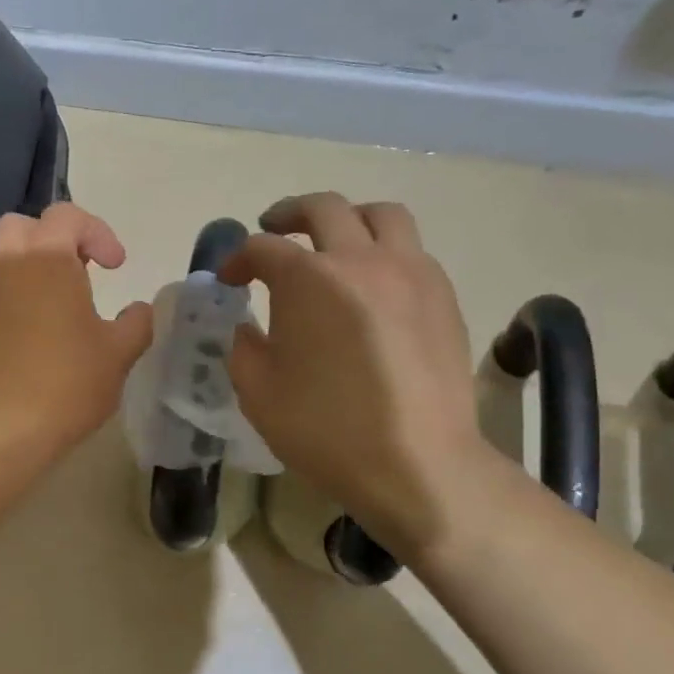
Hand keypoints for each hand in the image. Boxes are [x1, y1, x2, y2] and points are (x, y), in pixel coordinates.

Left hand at [0, 203, 154, 464]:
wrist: (5, 429)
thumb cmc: (69, 382)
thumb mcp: (119, 353)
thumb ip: (137, 322)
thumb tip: (140, 310)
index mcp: (46, 258)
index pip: (68, 216)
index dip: (98, 233)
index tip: (117, 266)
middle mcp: (6, 263)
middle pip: (23, 225)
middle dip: (55, 238)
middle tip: (81, 269)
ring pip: (0, 255)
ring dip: (29, 263)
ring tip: (58, 298)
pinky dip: (13, 291)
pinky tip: (34, 328)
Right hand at [221, 193, 499, 551]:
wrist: (419, 465)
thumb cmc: (328, 430)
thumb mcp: (259, 394)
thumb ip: (243, 348)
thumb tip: (248, 327)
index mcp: (309, 279)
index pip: (263, 248)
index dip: (238, 258)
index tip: (229, 279)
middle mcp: (361, 260)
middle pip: (324, 208)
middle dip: (289, 214)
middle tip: (272, 228)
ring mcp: (411, 273)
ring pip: (382, 216)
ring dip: (348, 217)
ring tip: (333, 240)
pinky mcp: (443, 296)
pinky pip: (412, 251)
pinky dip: (385, 251)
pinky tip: (373, 286)